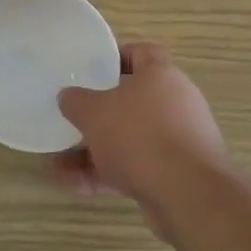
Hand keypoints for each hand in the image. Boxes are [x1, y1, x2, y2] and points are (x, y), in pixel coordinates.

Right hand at [52, 43, 231, 236]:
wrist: (190, 196)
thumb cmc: (140, 137)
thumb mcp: (94, 112)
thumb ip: (76, 101)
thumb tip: (68, 97)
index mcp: (161, 75)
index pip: (141, 53)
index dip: (115, 58)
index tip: (90, 70)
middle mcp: (175, 104)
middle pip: (131, 101)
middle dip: (98, 114)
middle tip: (72, 119)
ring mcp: (178, 142)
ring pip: (130, 139)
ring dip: (95, 151)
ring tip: (60, 164)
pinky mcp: (177, 176)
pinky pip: (136, 167)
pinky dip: (108, 174)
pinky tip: (75, 185)